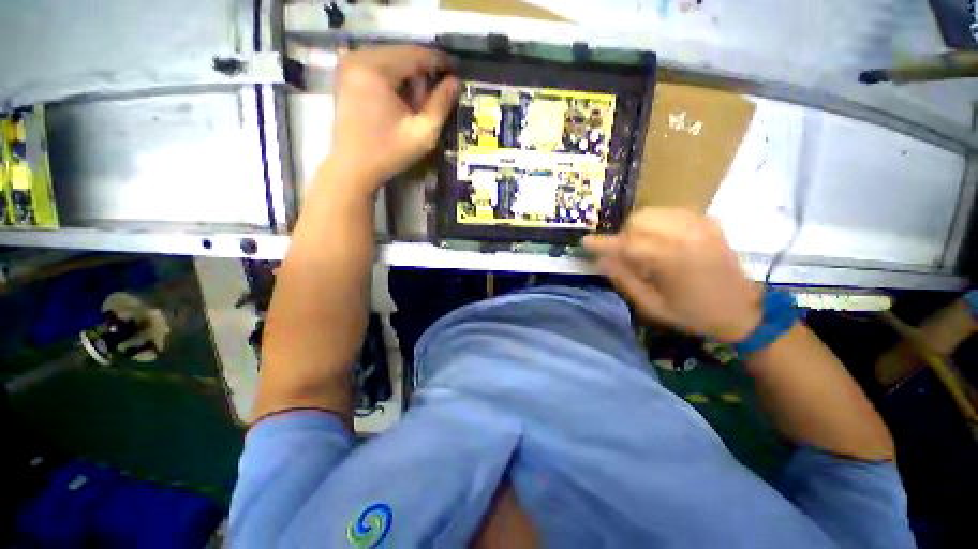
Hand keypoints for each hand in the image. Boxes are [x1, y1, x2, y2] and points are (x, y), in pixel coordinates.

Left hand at [325, 45, 458, 191]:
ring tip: (417, 104)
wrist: (352, 168)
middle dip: (422, 72)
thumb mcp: (422, 133)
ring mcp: (349, 65)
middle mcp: (359, 58)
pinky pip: (377, 66)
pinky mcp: (346, 75)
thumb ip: (440, 105)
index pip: (415, 54)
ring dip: (408, 77)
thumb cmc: (389, 153)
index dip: (438, 61)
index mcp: (375, 69)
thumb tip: (454, 82)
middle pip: (401, 54)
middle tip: (434, 97)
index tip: (455, 71)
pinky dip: (394, 79)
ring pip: (390, 59)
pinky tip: (400, 101)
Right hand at [583, 207, 762, 341]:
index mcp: (673, 259)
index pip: (627, 243)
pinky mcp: (708, 221)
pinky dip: (656, 223)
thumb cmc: (693, 314)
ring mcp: (700, 224)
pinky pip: (669, 212)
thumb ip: (624, 279)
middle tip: (625, 255)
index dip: (603, 243)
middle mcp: (687, 235)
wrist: (743, 310)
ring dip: (638, 228)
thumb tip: (600, 260)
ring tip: (643, 248)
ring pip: (653, 212)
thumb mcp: (651, 306)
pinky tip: (660, 240)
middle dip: (624, 235)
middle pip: (639, 220)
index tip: (585, 242)